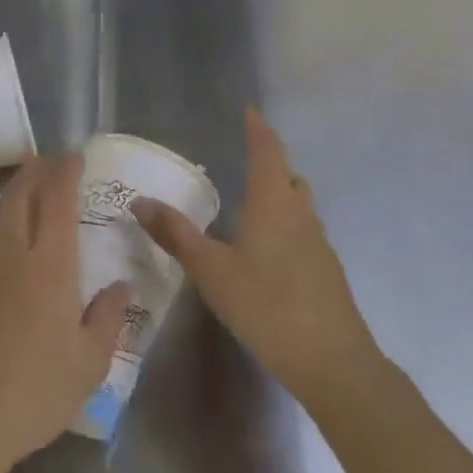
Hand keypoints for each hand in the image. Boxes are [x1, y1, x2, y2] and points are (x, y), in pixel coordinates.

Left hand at [0, 153, 129, 472]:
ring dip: (11, 192)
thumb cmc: (35, 392)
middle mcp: (11, 252)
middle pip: (22, 194)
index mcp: (50, 266)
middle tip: (47, 161)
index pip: (59, 201)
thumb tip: (120, 284)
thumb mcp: (89, 364)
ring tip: (22, 188)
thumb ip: (108, 318)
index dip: (66, 172)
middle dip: (37, 170)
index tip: (73, 155)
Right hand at [133, 108, 374, 407]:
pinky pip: (304, 230)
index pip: (267, 151)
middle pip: (288, 175)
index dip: (258, 129)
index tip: (249, 110)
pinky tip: (269, 250)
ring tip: (254, 201)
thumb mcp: (211, 271)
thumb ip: (176, 234)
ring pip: (299, 204)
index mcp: (273, 202)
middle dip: (270, 161)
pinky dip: (287, 223)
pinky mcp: (327, 270)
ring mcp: (319, 242)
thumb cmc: (266, 305)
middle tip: (245, 157)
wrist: (332, 361)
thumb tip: (139, 201)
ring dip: (281, 192)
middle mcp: (300, 213)